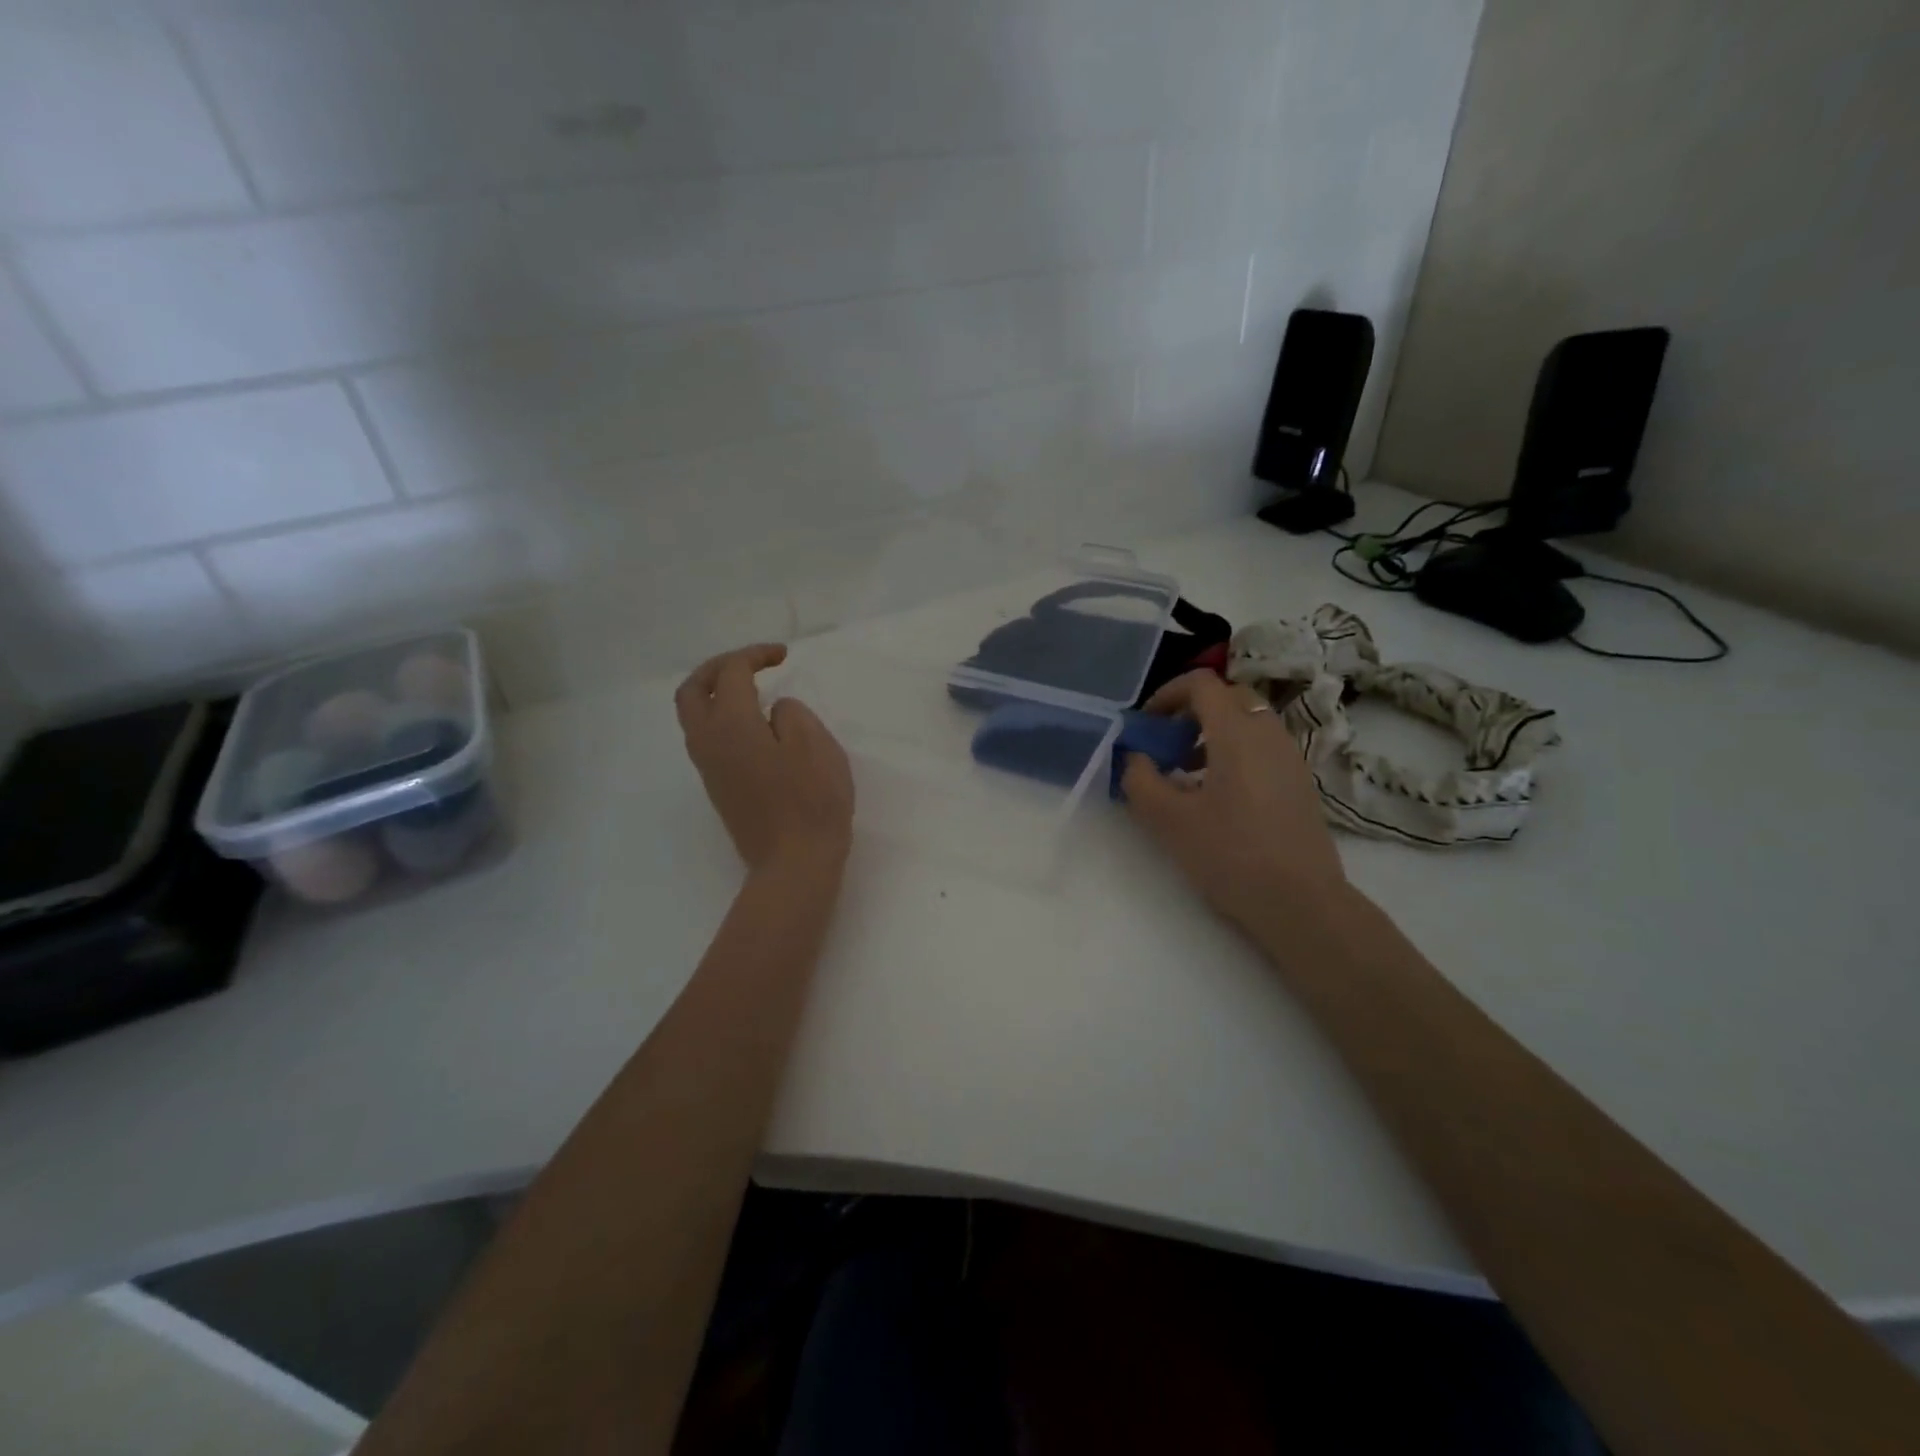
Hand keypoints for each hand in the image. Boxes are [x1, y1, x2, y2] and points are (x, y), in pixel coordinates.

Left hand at [676, 644, 853, 873]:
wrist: (795, 863)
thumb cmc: (811, 801)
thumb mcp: (815, 744)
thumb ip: (791, 714)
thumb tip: (773, 714)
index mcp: (731, 726)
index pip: (731, 673)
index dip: (755, 655)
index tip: (784, 656)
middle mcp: (709, 743)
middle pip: (693, 691)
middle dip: (717, 668)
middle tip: (750, 663)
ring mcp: (709, 769)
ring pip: (694, 717)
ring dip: (716, 693)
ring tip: (752, 690)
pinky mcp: (719, 788)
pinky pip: (707, 739)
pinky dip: (722, 718)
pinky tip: (755, 725)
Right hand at [1121, 671, 1346, 932]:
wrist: (1301, 903)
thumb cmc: (1230, 855)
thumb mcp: (1168, 820)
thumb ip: (1140, 780)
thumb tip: (1135, 757)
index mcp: (1236, 732)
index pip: (1202, 684)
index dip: (1167, 693)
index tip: (1146, 723)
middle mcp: (1269, 733)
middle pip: (1228, 697)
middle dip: (1192, 711)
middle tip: (1166, 744)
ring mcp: (1290, 758)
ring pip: (1248, 723)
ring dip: (1213, 734)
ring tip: (1186, 775)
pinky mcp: (1300, 783)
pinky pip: (1263, 748)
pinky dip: (1235, 753)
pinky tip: (1218, 797)